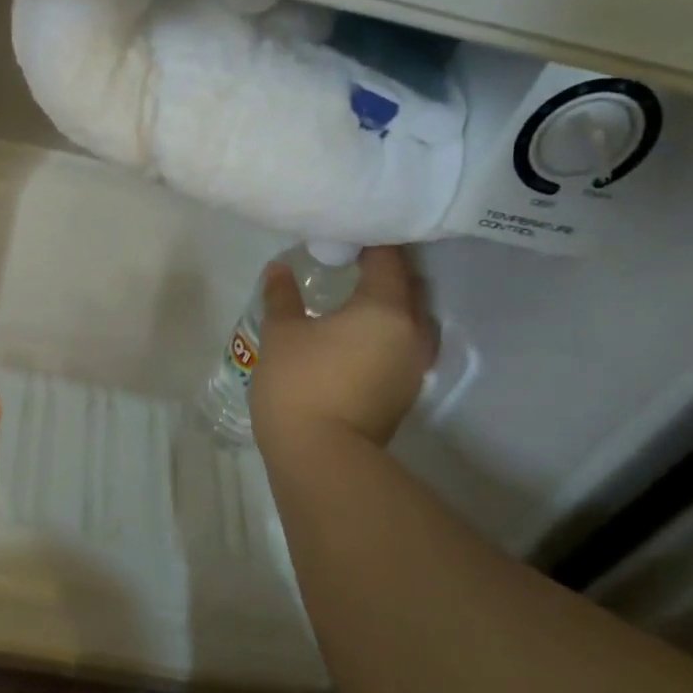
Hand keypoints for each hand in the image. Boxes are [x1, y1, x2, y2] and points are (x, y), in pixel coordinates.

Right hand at [249, 246, 433, 454]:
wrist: (320, 455)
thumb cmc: (299, 383)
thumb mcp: (281, 333)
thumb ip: (283, 296)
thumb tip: (279, 270)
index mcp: (385, 309)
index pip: (388, 260)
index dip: (371, 243)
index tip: (348, 236)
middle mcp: (412, 333)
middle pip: (407, 289)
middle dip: (384, 274)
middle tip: (350, 265)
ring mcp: (412, 367)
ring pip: (410, 322)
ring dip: (388, 308)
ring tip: (354, 302)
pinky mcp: (404, 393)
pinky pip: (402, 348)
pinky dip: (385, 335)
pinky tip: (355, 340)